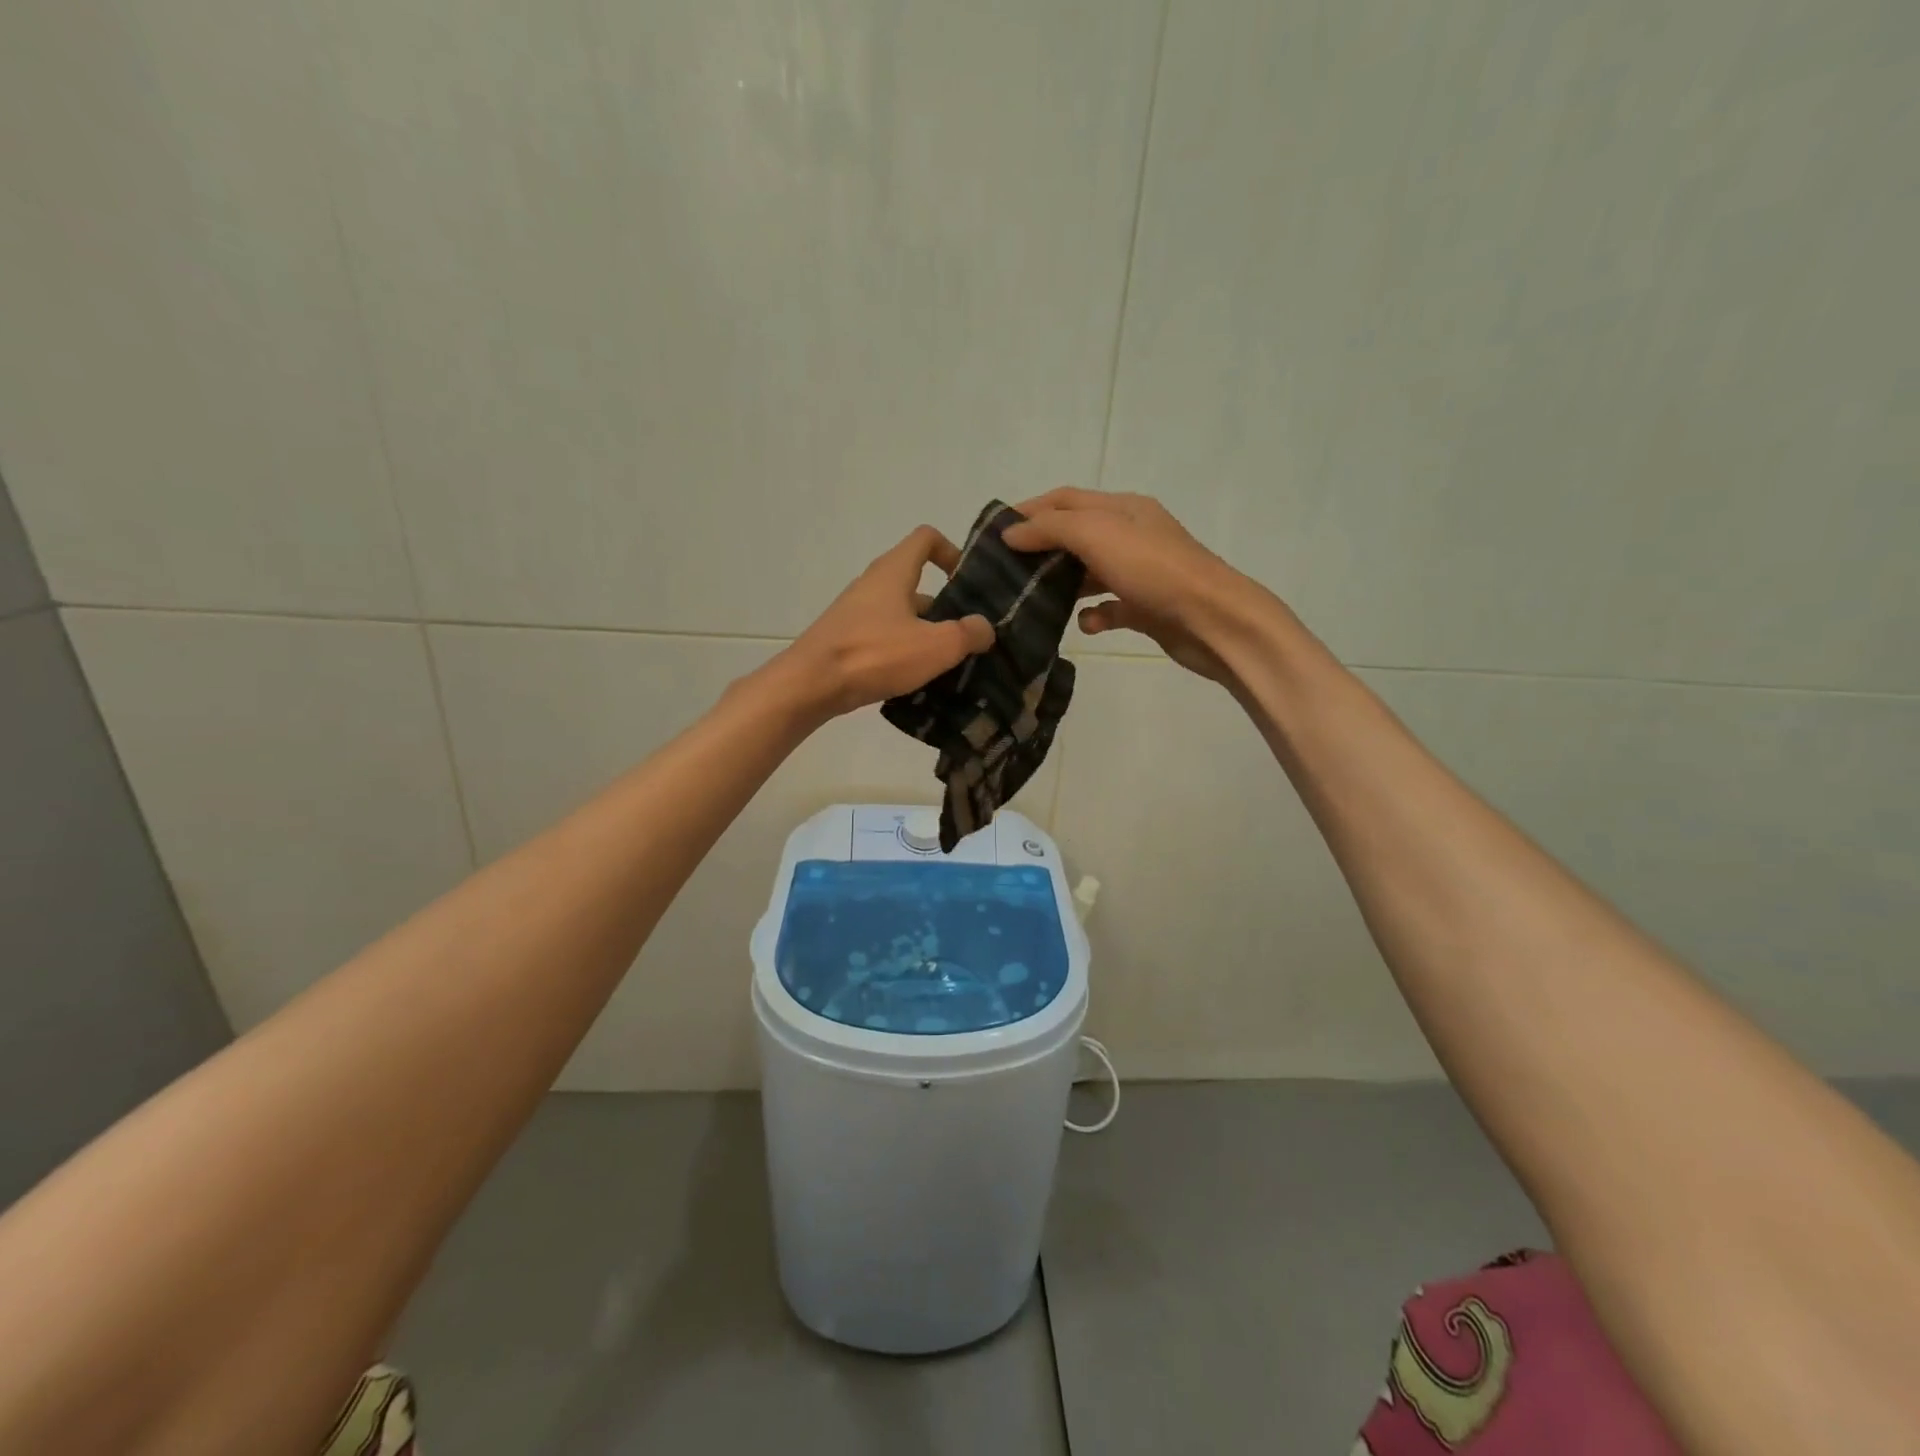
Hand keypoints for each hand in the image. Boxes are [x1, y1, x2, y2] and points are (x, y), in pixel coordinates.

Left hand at [774, 526, 994, 719]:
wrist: (811, 685)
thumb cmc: (876, 654)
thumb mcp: (936, 646)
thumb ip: (968, 633)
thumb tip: (984, 627)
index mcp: (894, 571)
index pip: (926, 538)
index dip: (952, 552)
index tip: (968, 582)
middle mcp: (873, 584)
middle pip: (916, 581)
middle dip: (945, 605)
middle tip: (967, 634)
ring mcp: (856, 613)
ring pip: (901, 613)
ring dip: (925, 632)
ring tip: (948, 664)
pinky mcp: (846, 639)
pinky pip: (884, 637)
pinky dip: (903, 651)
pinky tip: (916, 679)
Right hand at [1001, 489, 1253, 685]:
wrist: (1213, 620)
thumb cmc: (1153, 570)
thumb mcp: (1097, 535)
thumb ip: (1050, 529)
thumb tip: (1011, 533)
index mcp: (1122, 508)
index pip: (1065, 499)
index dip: (1029, 510)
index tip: (993, 532)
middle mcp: (1131, 535)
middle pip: (1075, 536)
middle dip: (1042, 550)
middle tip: (1007, 572)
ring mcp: (1140, 572)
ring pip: (1090, 573)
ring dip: (1064, 584)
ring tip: (1034, 600)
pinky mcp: (1146, 607)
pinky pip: (1109, 608)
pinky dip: (1093, 615)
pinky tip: (1086, 625)